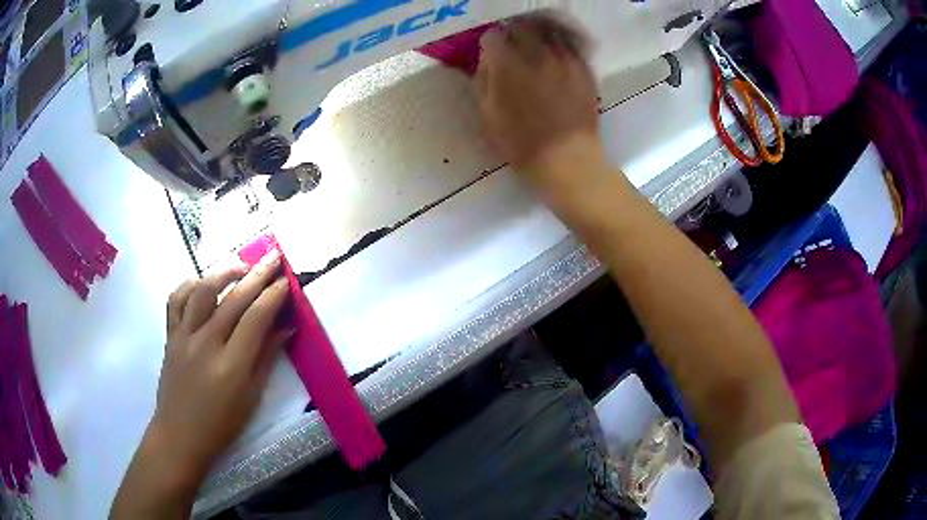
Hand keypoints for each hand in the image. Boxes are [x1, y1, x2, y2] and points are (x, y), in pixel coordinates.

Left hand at [112, 252, 291, 518]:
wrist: (179, 434)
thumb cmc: (221, 424)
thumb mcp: (251, 397)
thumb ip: (266, 358)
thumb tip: (285, 328)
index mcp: (231, 364)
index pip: (255, 318)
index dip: (273, 295)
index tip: (286, 280)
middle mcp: (206, 343)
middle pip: (233, 299)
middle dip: (257, 274)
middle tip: (274, 257)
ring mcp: (184, 336)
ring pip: (202, 290)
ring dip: (223, 272)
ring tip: (240, 265)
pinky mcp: (170, 335)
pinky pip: (176, 300)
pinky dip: (189, 284)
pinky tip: (202, 283)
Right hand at [476, 16, 602, 183]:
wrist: (568, 160)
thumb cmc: (522, 144)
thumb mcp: (488, 116)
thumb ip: (484, 81)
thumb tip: (487, 61)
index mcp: (507, 65)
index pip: (493, 37)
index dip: (490, 45)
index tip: (492, 55)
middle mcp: (537, 54)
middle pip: (522, 26)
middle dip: (514, 34)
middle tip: (513, 47)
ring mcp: (564, 59)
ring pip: (548, 31)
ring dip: (538, 35)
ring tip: (536, 48)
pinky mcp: (584, 69)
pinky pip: (571, 45)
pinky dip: (561, 45)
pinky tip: (557, 57)